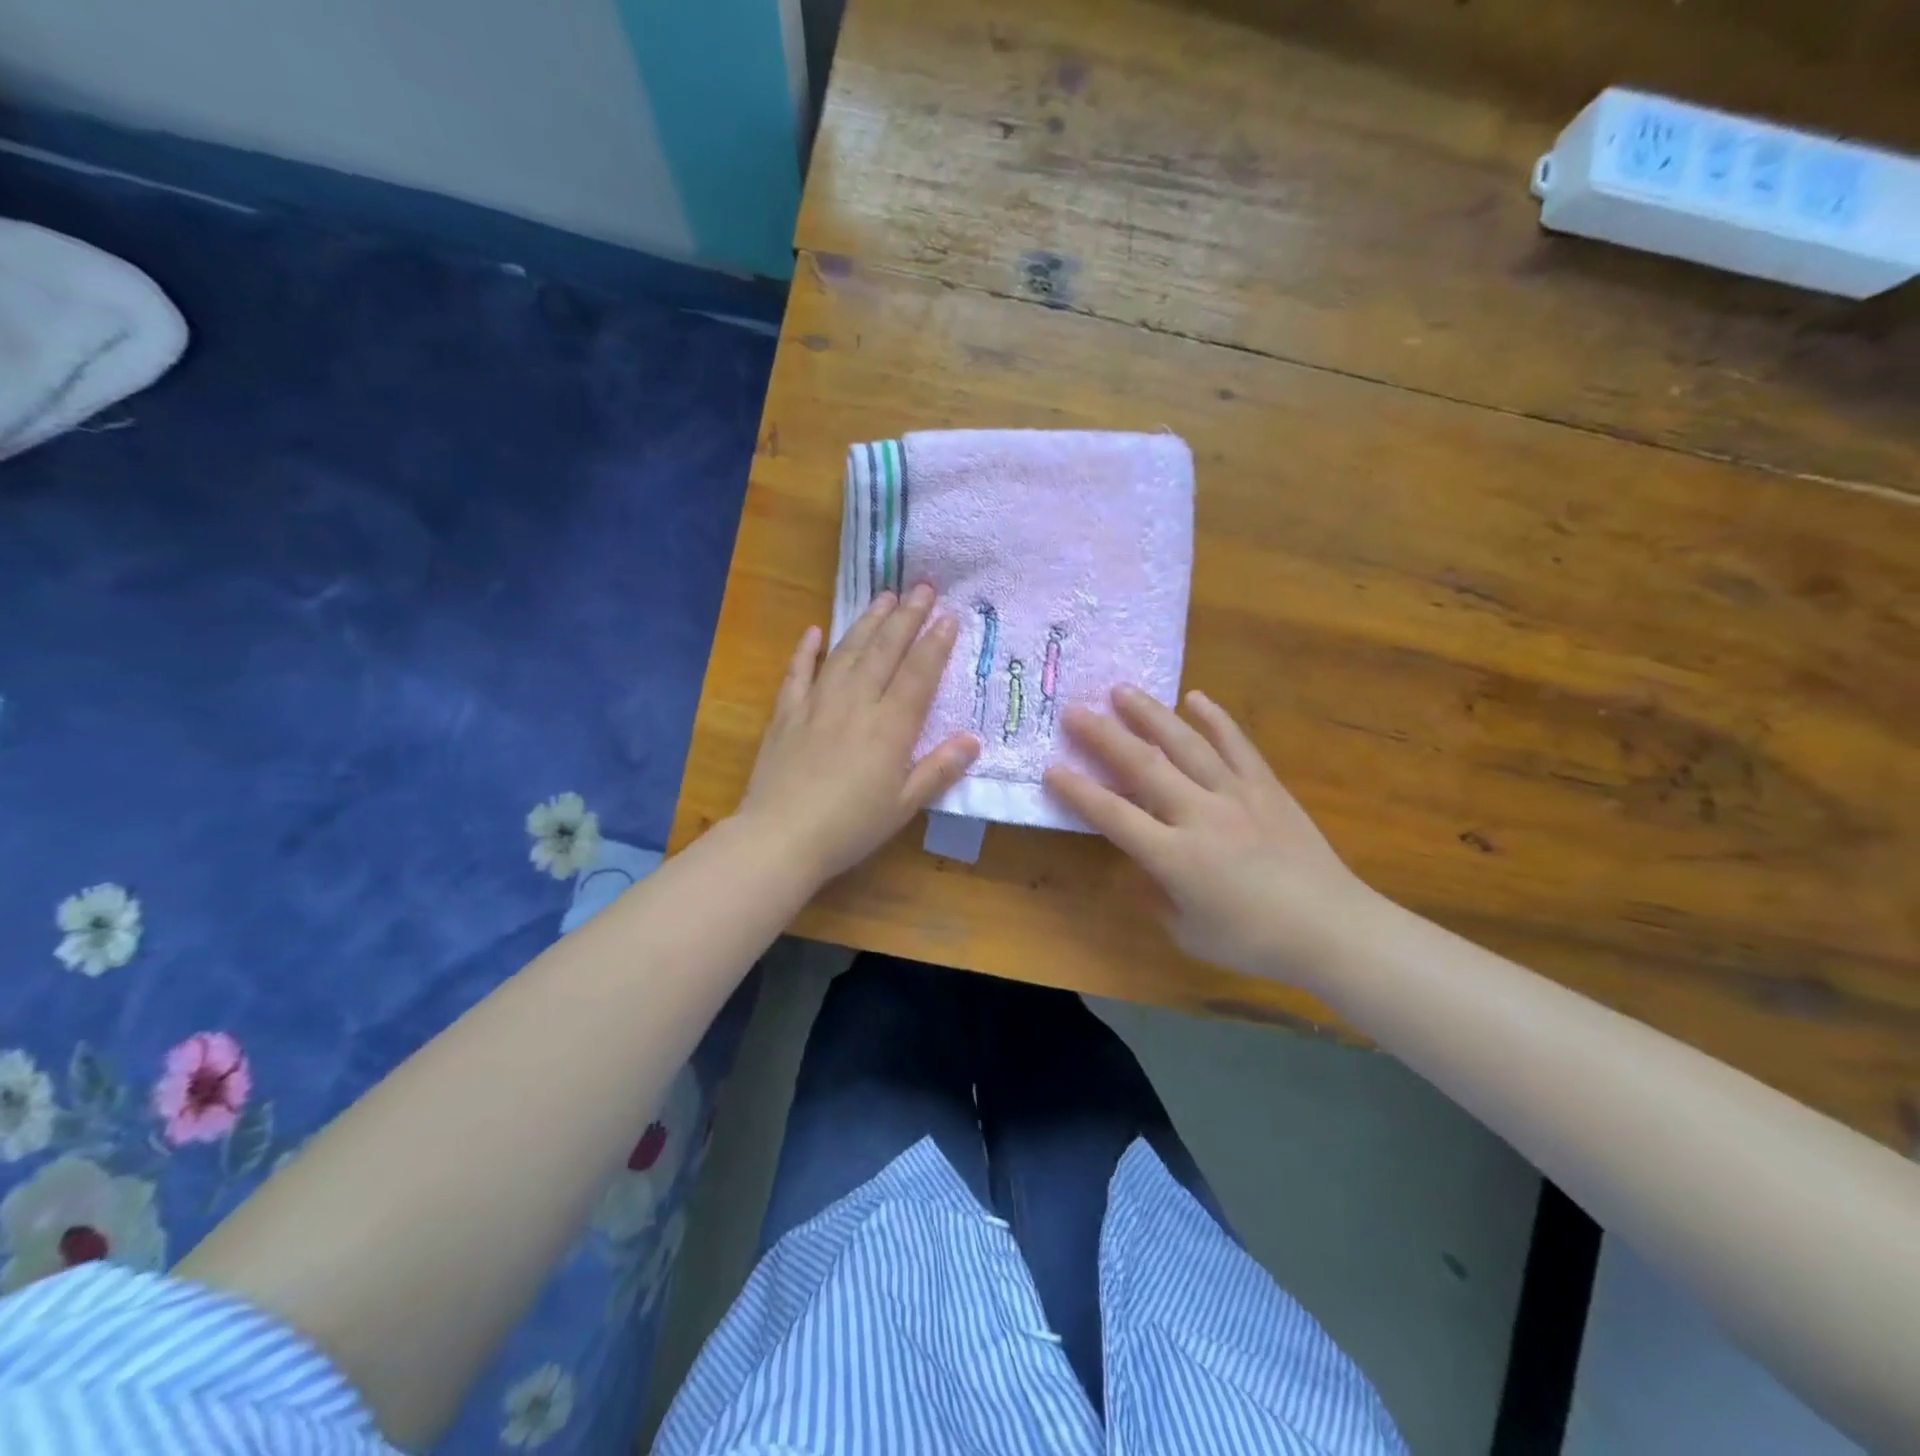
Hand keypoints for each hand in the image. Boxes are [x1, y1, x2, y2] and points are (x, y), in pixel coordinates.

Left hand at [737, 585, 978, 884]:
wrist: (781, 837)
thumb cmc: (850, 827)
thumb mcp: (904, 806)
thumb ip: (938, 770)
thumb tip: (973, 740)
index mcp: (890, 727)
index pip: (918, 674)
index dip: (935, 644)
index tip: (949, 615)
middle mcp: (856, 703)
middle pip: (885, 651)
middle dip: (907, 617)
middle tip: (923, 587)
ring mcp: (817, 703)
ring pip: (847, 652)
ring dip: (867, 622)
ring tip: (884, 597)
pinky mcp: (786, 713)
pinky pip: (798, 672)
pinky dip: (807, 650)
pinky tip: (815, 631)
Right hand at [1044, 686, 1377, 986]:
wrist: (1332, 929)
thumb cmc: (1254, 941)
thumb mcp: (1189, 932)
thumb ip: (1155, 896)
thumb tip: (1140, 866)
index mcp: (1175, 857)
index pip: (1114, 816)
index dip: (1078, 792)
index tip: (1051, 769)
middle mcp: (1199, 816)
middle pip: (1143, 766)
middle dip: (1103, 736)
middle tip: (1074, 710)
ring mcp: (1235, 795)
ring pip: (1185, 744)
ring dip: (1150, 715)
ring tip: (1122, 690)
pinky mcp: (1266, 787)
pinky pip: (1236, 745)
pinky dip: (1215, 719)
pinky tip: (1195, 698)